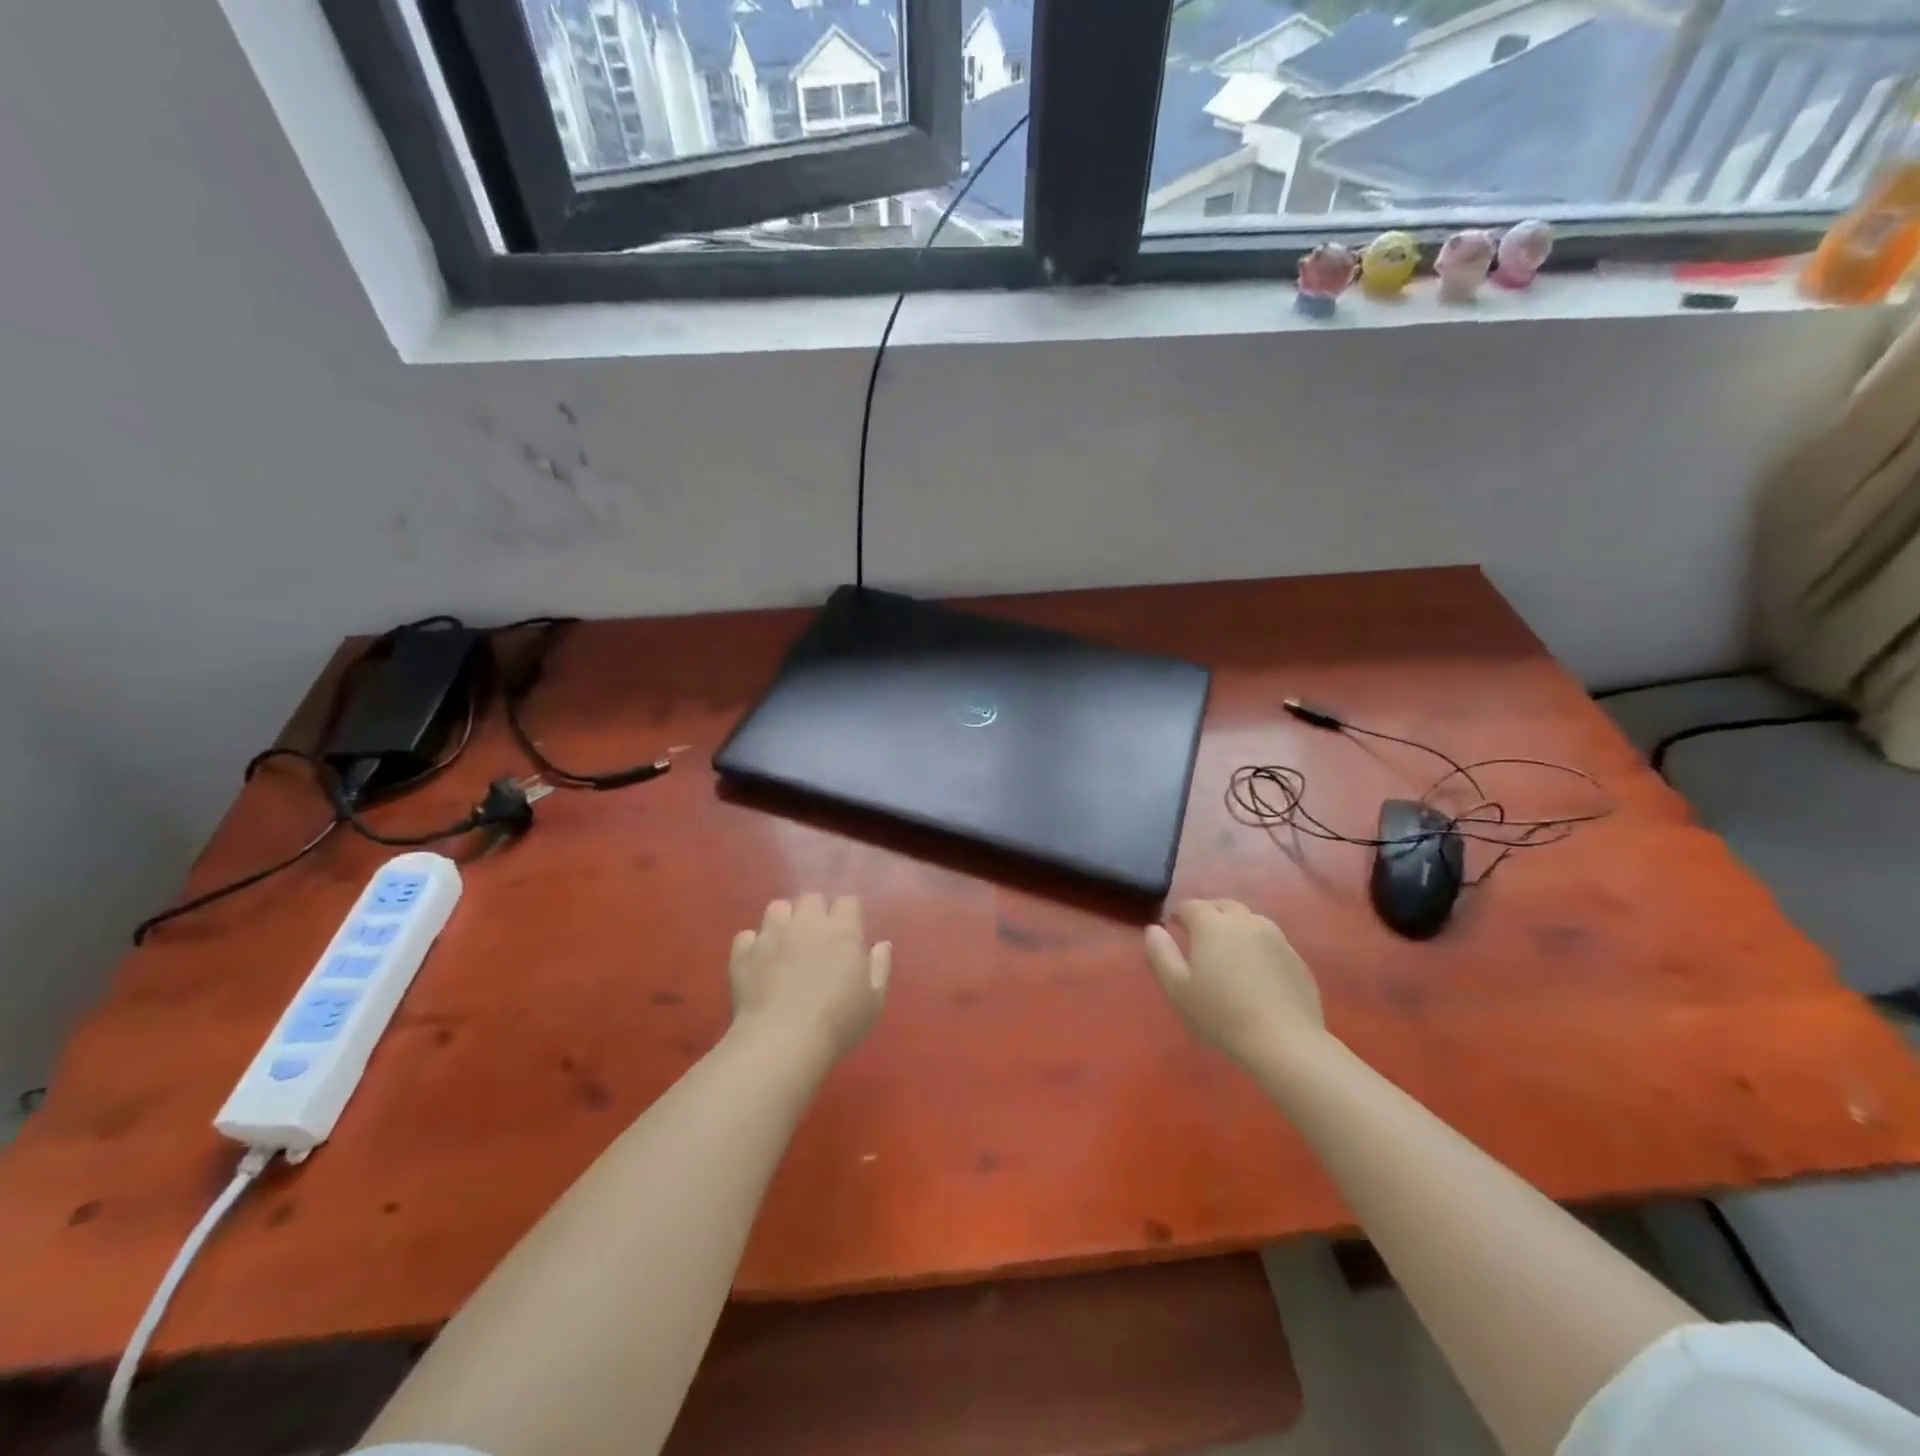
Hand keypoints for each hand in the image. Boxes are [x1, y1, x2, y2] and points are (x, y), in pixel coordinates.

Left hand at [729, 894, 890, 1061]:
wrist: (783, 1041)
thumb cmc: (838, 1023)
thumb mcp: (873, 1001)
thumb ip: (879, 968)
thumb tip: (881, 944)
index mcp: (842, 931)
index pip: (847, 901)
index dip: (847, 912)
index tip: (848, 930)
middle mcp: (806, 923)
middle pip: (810, 897)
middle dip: (814, 910)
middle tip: (816, 936)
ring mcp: (772, 935)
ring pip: (776, 908)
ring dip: (783, 920)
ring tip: (784, 942)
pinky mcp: (744, 953)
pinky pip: (746, 936)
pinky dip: (752, 945)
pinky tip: (757, 962)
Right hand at [1144, 900, 1324, 1065]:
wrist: (1284, 1041)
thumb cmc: (1221, 1014)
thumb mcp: (1177, 988)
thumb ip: (1161, 954)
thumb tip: (1153, 929)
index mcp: (1212, 924)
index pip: (1191, 906)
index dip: (1179, 914)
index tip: (1174, 927)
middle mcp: (1244, 921)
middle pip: (1223, 906)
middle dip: (1208, 913)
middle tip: (1199, 934)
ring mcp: (1275, 937)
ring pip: (1249, 920)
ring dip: (1234, 926)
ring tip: (1228, 950)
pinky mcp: (1296, 957)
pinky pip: (1270, 941)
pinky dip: (1257, 946)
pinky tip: (1255, 971)